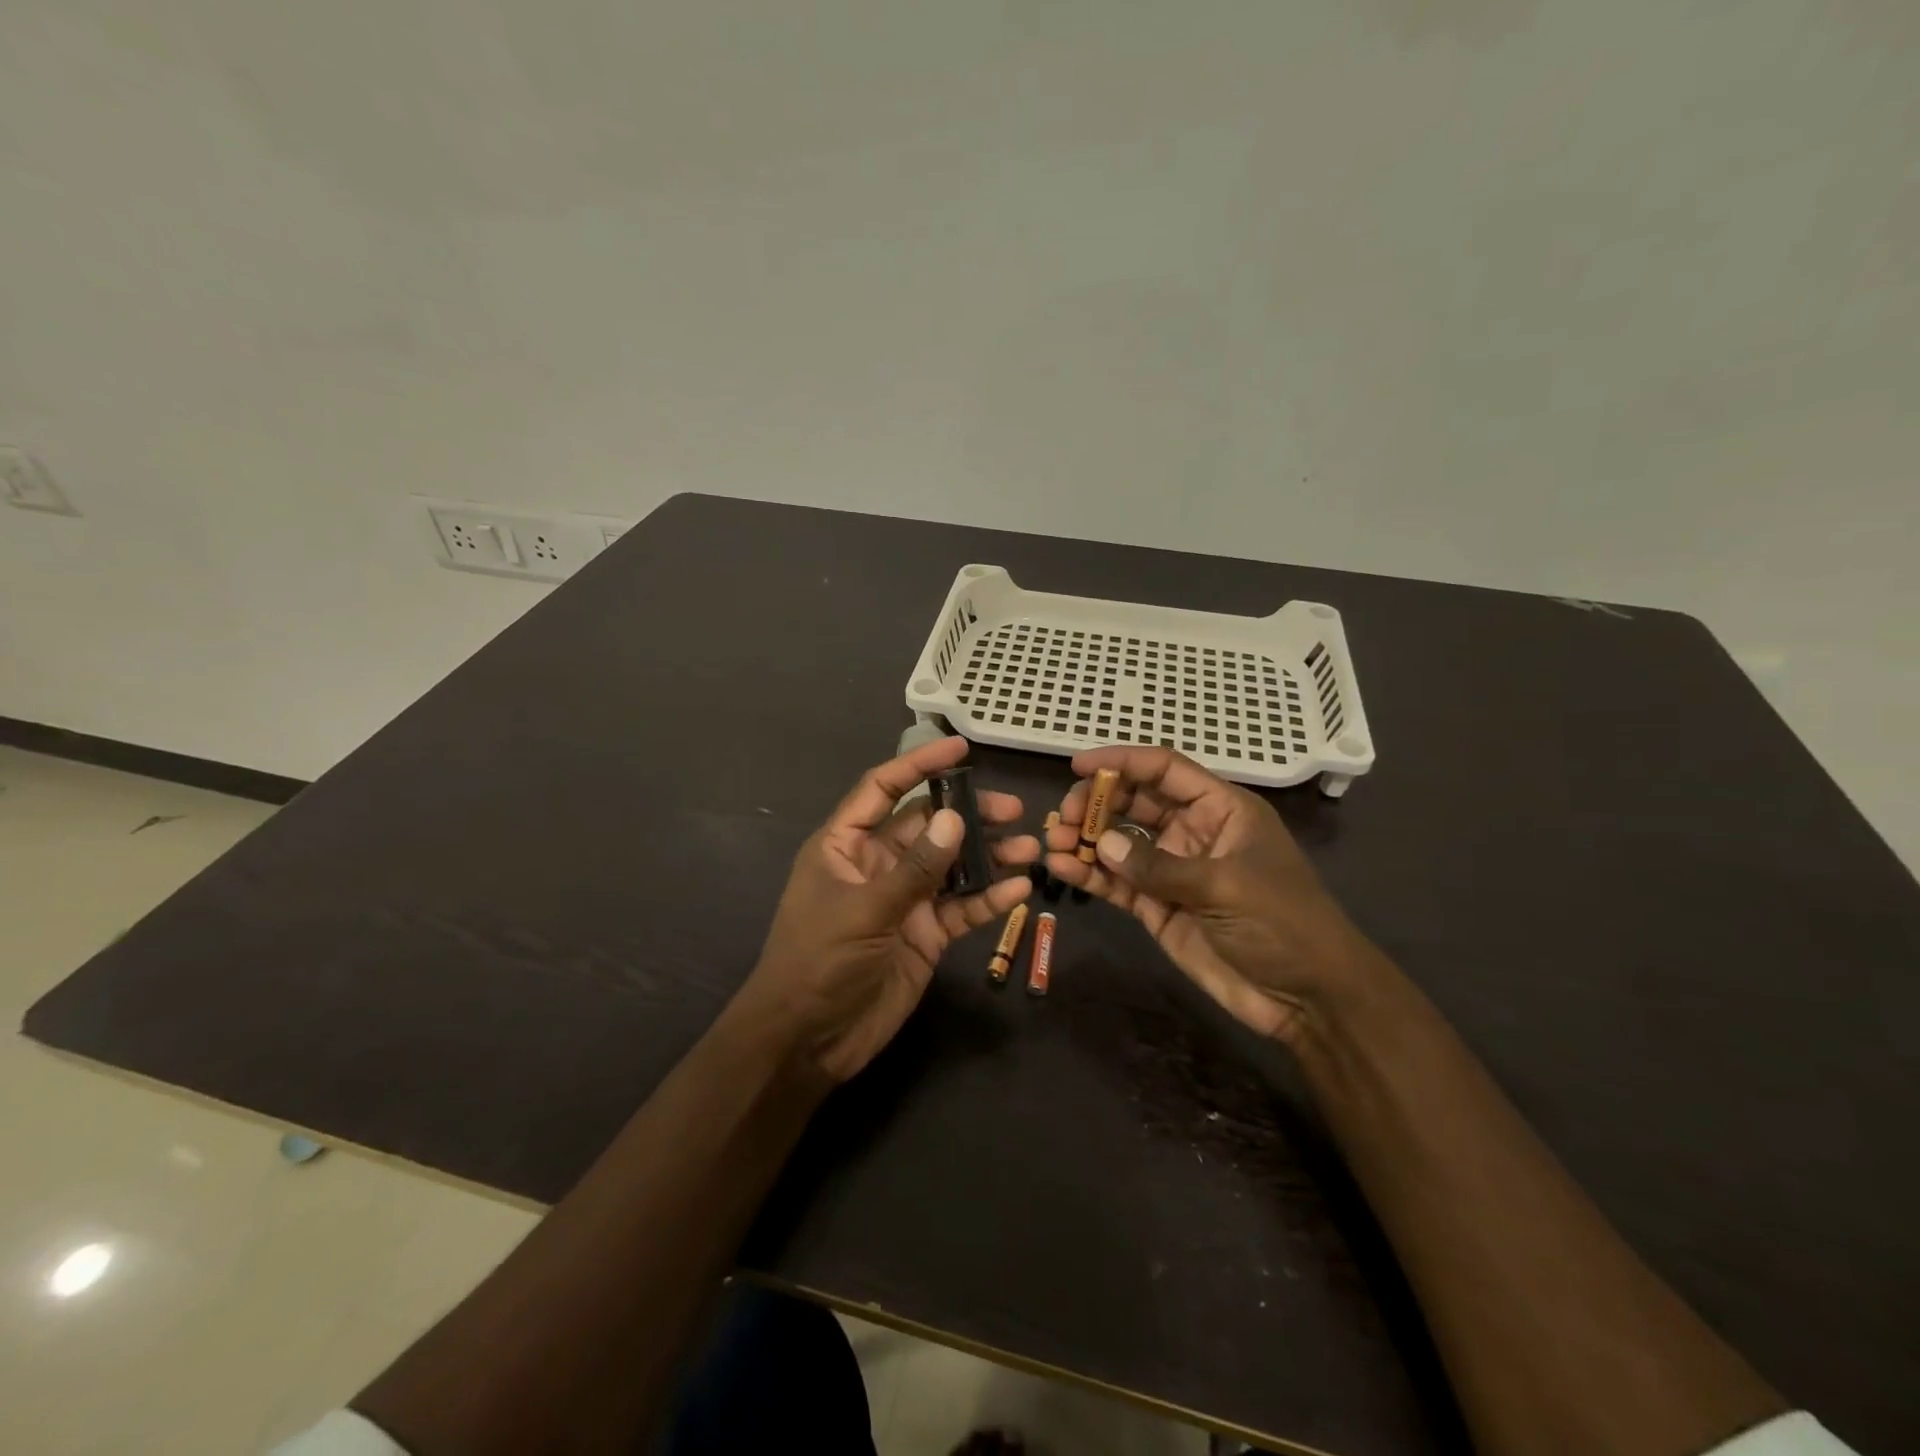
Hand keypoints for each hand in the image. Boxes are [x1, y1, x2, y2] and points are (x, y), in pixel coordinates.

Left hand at [740, 736, 1037, 1081]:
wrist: (809, 1041)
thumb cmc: (819, 962)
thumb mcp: (865, 910)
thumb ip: (914, 867)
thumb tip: (956, 819)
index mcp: (846, 844)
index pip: (884, 789)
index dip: (919, 765)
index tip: (961, 748)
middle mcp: (877, 864)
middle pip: (929, 826)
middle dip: (969, 815)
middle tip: (1014, 810)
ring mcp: (904, 900)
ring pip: (952, 866)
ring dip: (989, 856)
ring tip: (1030, 847)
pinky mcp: (924, 934)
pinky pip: (960, 908)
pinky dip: (988, 899)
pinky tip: (1018, 891)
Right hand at [1043, 747, 1381, 1043]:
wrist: (1308, 999)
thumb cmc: (1283, 924)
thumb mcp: (1225, 885)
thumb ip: (1159, 865)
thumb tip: (1101, 844)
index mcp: (1220, 810)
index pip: (1164, 770)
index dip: (1122, 761)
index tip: (1078, 764)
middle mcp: (1191, 832)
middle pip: (1134, 802)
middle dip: (1096, 802)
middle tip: (1062, 814)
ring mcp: (1171, 870)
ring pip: (1119, 842)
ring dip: (1085, 837)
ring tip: (1052, 840)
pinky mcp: (1157, 907)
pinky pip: (1117, 883)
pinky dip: (1090, 874)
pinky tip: (1062, 868)